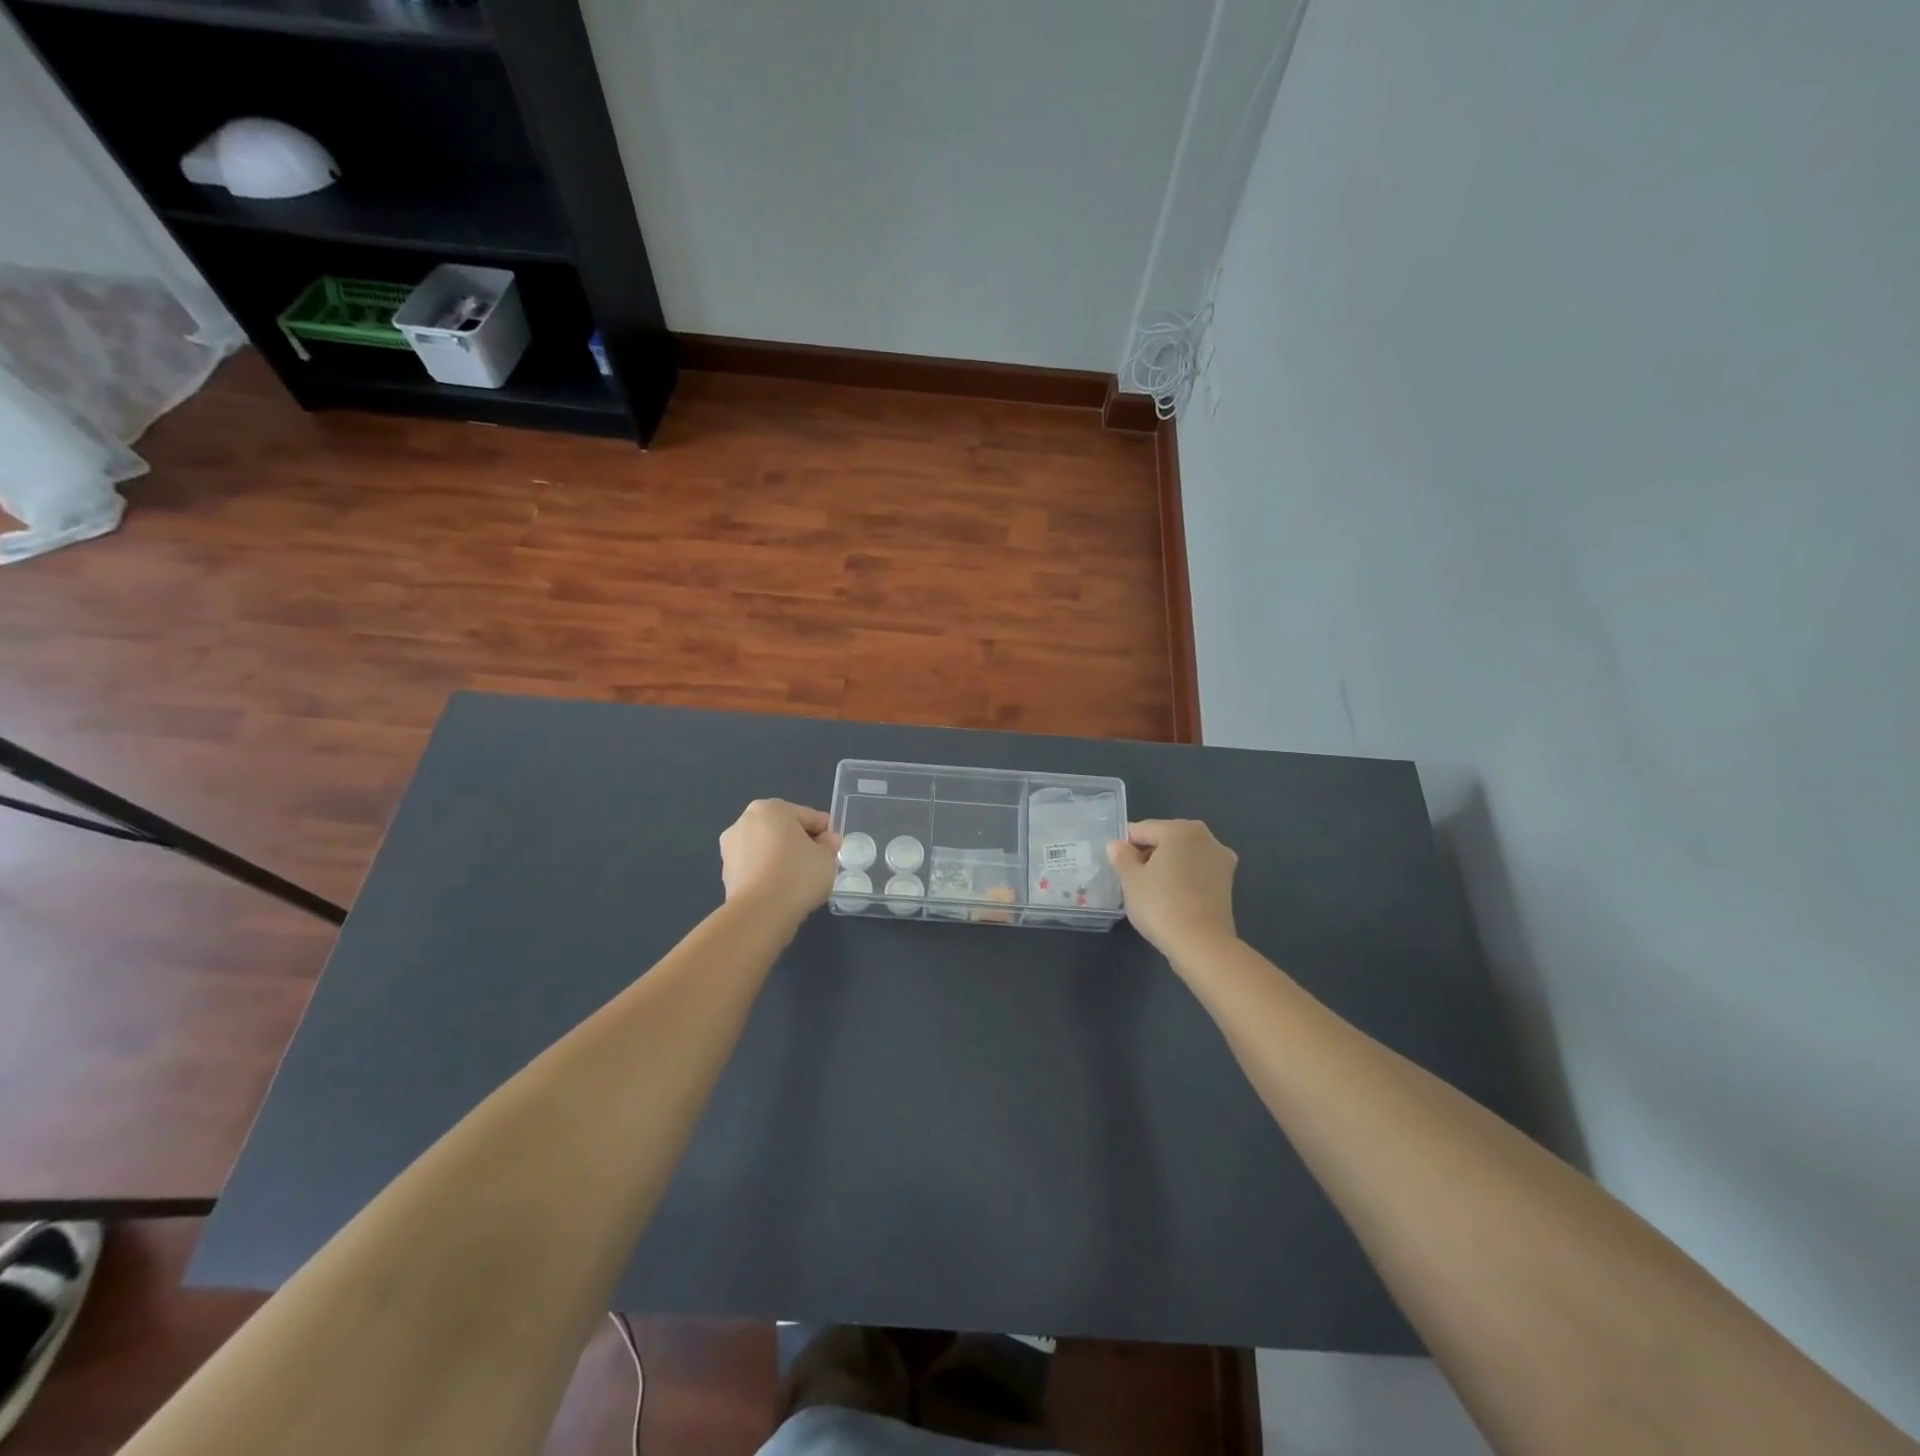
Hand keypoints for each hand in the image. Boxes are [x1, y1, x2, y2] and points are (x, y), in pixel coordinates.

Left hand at [720, 800, 840, 926]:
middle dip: (799, 842)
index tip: (834, 846)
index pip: (807, 816)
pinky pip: (756, 867)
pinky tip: (782, 888)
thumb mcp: (827, 857)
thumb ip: (829, 844)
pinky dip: (768, 873)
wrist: (760, 913)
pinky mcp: (726, 873)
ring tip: (799, 878)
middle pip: (782, 829)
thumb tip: (826, 840)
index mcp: (771, 808)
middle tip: (818, 861)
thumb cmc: (798, 875)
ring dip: (781, 857)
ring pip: (766, 848)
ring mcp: (731, 848)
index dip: (824, 831)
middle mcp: (745, 821)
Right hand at [1107, 819, 1237, 957]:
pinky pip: (1196, 872)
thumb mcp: (1130, 879)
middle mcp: (1206, 837)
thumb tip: (1117, 845)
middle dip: (1148, 854)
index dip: (1125, 846)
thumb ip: (1122, 856)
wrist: (1201, 944)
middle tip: (1132, 880)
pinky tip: (1171, 899)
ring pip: (1183, 856)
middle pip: (1166, 839)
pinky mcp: (1228, 883)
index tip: (1116, 866)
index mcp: (1180, 829)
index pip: (1143, 830)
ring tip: (1152, 892)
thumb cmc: (1160, 904)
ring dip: (1166, 867)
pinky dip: (1183, 879)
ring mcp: (1221, 860)